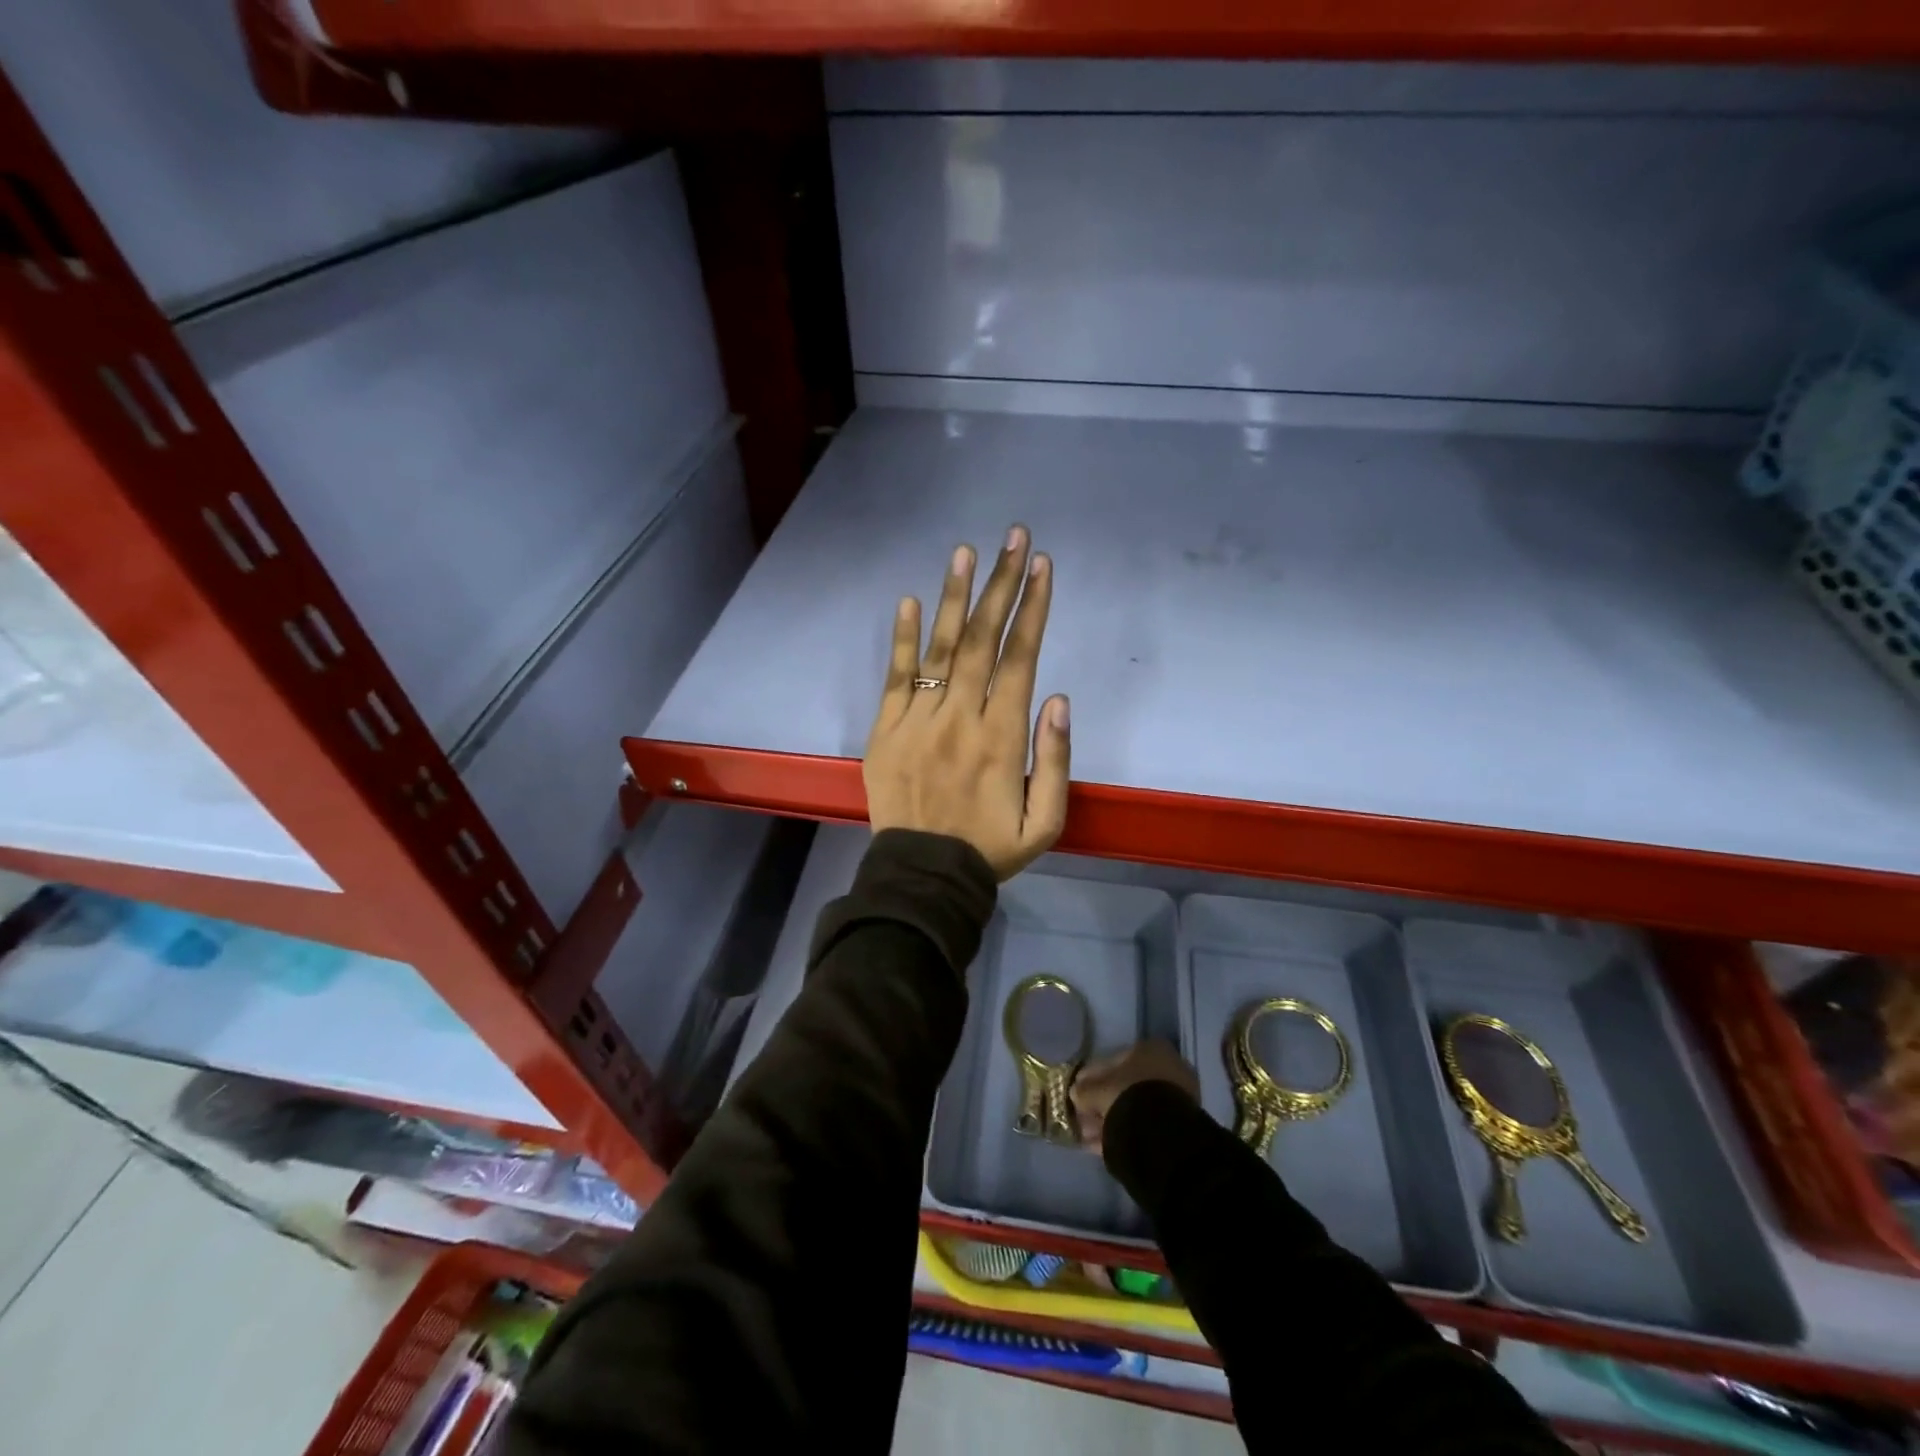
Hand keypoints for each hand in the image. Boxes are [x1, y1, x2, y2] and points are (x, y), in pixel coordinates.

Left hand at [865, 524, 1069, 881]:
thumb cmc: (990, 849)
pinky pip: (895, 678)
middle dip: (1002, 585)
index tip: (1042, 566)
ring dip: (955, 598)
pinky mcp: (884, 731)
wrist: (923, 876)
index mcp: (1002, 738)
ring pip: (940, 649)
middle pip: (983, 641)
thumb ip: (1056, 761)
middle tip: (1014, 538)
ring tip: (966, 552)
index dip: (1033, 609)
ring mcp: (917, 721)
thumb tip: (1058, 698)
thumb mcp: (1046, 822)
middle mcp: (960, 718)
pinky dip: (902, 640)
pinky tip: (909, 601)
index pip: (1020, 659)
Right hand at [1070, 1041, 1198, 1154]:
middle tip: (1084, 1114)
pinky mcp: (1180, 1123)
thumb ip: (1084, 1089)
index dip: (1093, 1077)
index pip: (1115, 1060)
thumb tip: (1075, 1092)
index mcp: (1152, 1048)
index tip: (1080, 1091)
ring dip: (1112, 1117)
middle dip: (1104, 1099)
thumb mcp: (1097, 1089)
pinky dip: (1126, 1130)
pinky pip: (1145, 1123)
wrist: (1161, 1131)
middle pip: (1126, 1084)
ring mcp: (1177, 1096)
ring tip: (1090, 1134)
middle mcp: (1169, 1066)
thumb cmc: (1127, 1095)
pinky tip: (1104, 1143)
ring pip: (1136, 1105)